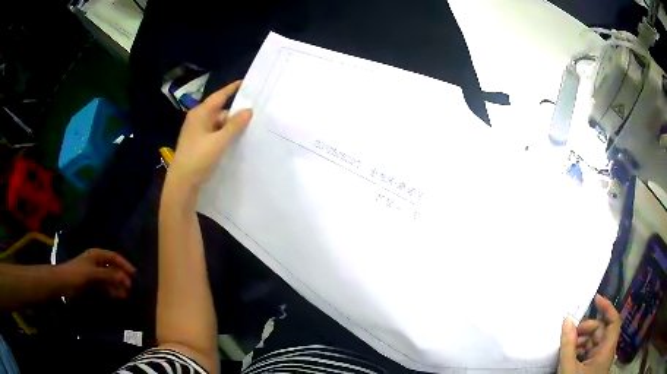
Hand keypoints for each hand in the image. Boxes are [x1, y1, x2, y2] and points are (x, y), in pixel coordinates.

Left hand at [58, 248, 135, 298]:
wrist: (63, 283)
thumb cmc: (77, 273)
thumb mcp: (93, 273)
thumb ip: (109, 276)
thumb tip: (125, 279)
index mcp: (96, 255)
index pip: (114, 257)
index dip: (124, 264)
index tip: (134, 274)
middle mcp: (97, 263)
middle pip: (112, 268)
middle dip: (121, 276)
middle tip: (130, 287)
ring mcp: (95, 274)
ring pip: (109, 279)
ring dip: (117, 285)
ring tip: (126, 294)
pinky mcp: (93, 284)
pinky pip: (105, 287)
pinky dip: (112, 291)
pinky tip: (118, 296)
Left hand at [169, 80, 252, 189]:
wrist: (182, 182)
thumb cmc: (198, 158)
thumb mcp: (219, 141)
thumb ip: (234, 125)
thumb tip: (249, 110)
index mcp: (200, 113)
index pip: (219, 96)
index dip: (232, 89)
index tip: (245, 82)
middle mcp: (198, 119)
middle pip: (220, 111)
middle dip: (235, 114)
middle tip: (254, 116)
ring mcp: (197, 131)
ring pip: (218, 124)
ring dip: (230, 127)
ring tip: (248, 131)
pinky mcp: (198, 142)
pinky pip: (215, 133)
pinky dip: (224, 135)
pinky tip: (235, 141)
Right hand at [558, 295, 621, 373]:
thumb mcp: (568, 369)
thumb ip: (568, 345)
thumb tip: (567, 320)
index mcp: (607, 349)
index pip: (614, 320)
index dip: (607, 307)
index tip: (595, 299)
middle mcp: (606, 351)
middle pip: (601, 331)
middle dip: (586, 330)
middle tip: (570, 334)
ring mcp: (600, 360)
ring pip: (594, 343)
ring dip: (581, 342)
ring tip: (567, 348)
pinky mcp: (594, 367)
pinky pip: (590, 353)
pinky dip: (580, 352)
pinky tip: (570, 357)